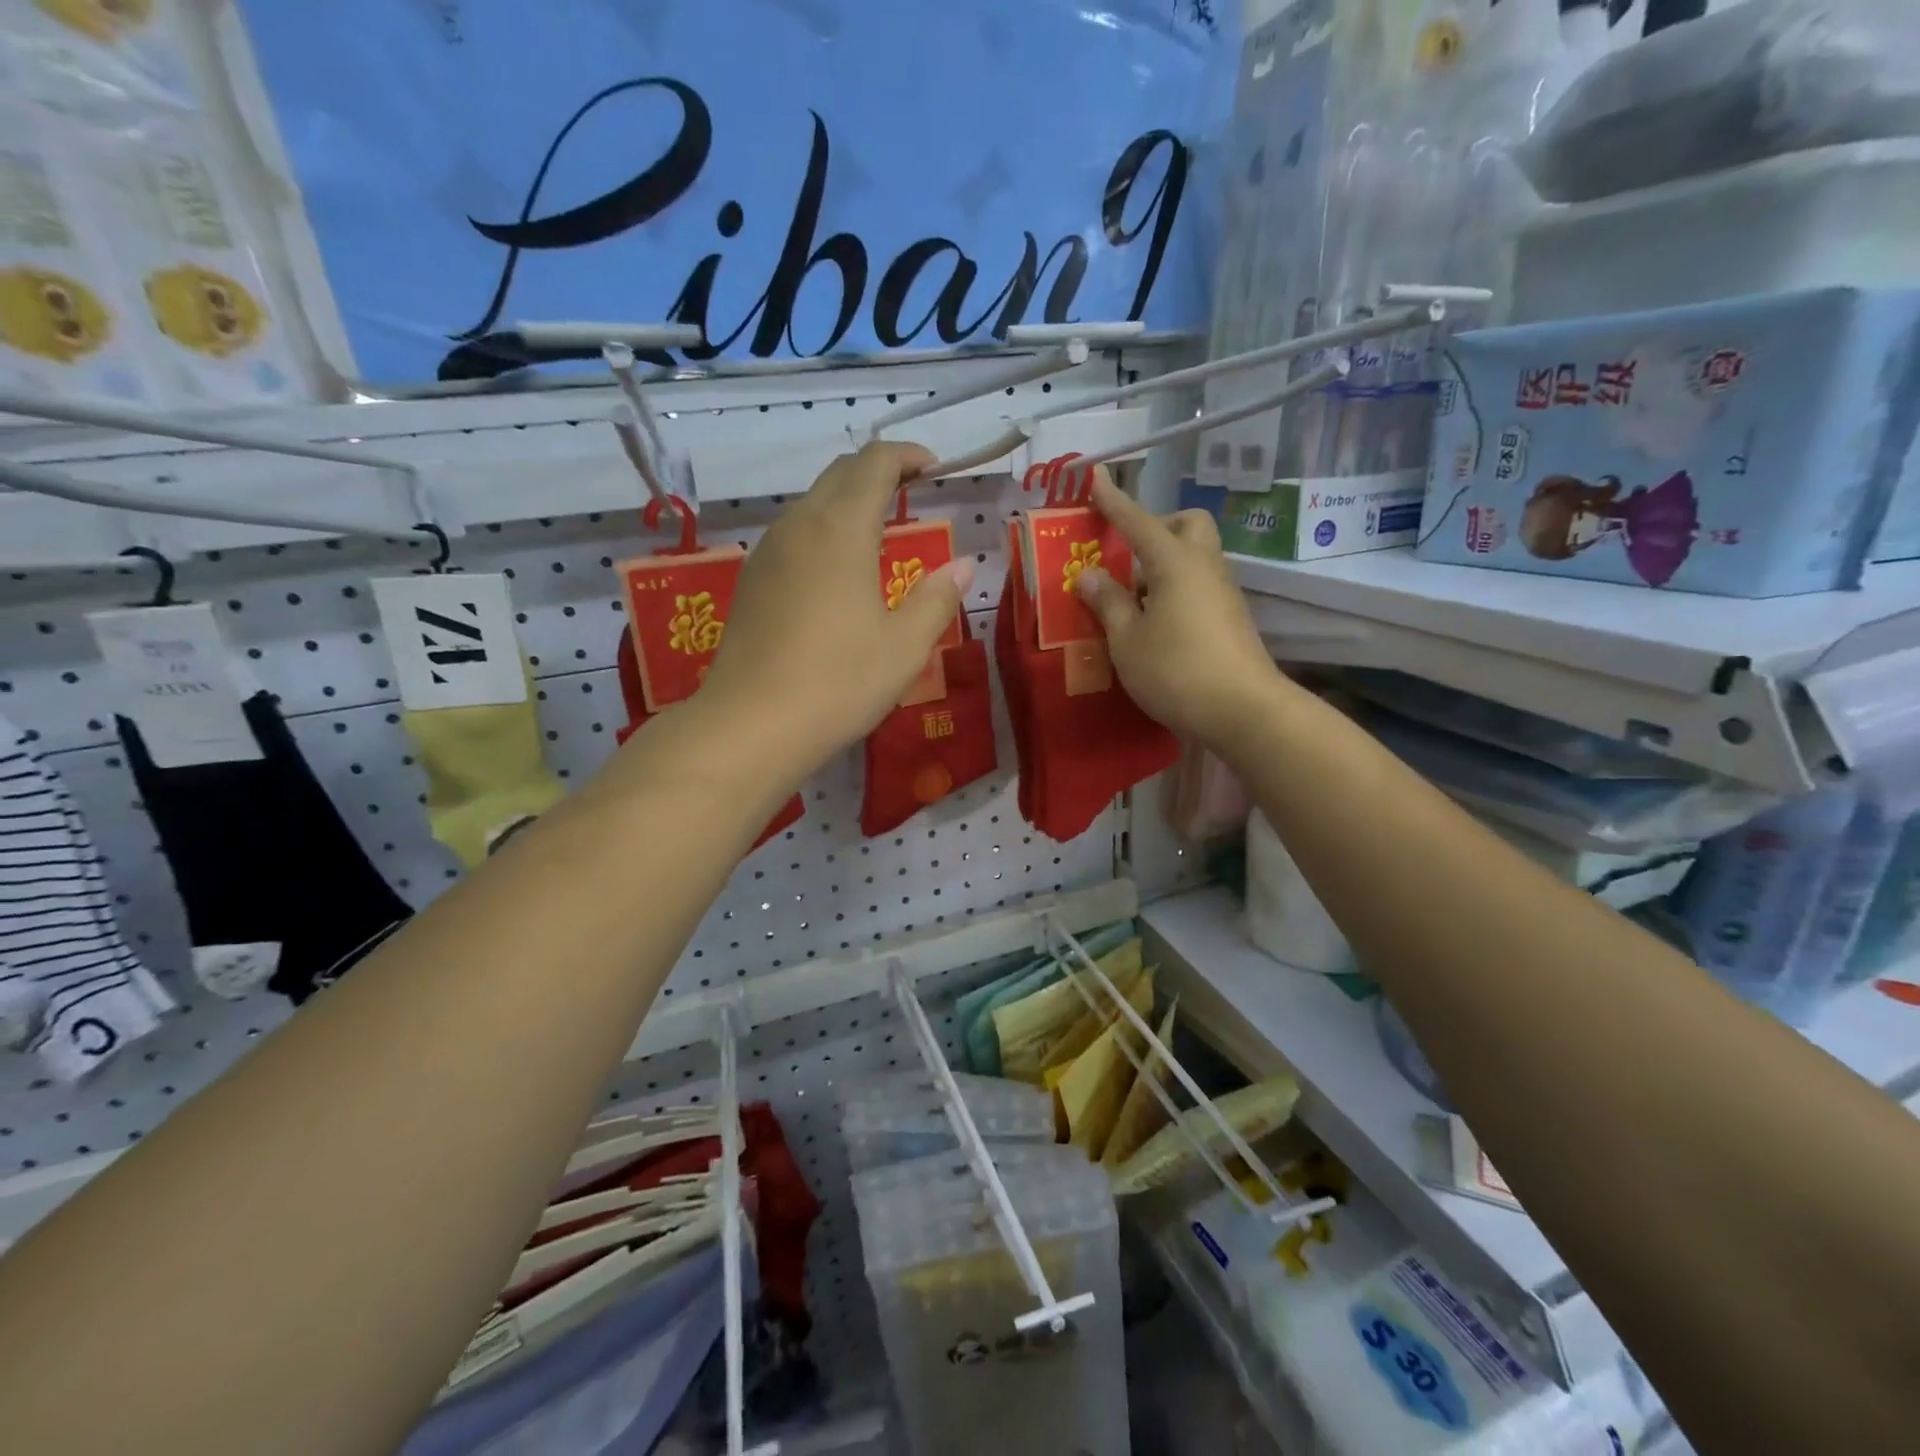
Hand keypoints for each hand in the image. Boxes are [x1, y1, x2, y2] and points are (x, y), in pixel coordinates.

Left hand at [701, 441, 974, 778]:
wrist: (752, 724)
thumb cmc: (838, 682)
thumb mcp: (904, 647)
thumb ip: (938, 599)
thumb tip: (964, 565)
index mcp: (841, 530)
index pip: (874, 464)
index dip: (907, 455)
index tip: (934, 468)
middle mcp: (799, 526)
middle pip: (839, 474)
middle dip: (878, 470)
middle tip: (912, 490)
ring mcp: (767, 552)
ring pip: (811, 502)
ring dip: (847, 500)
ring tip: (878, 528)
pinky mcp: (751, 580)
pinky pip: (792, 534)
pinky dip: (823, 529)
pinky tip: (836, 567)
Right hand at [1072, 475, 1281, 747]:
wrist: (1242, 710)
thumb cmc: (1175, 670)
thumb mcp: (1127, 640)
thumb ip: (1108, 603)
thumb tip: (1090, 574)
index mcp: (1175, 563)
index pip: (1138, 521)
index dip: (1114, 501)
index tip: (1095, 477)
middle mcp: (1204, 567)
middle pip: (1187, 525)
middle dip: (1157, 527)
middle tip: (1127, 557)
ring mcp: (1223, 593)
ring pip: (1194, 557)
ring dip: (1163, 565)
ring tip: (1131, 602)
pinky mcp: (1231, 618)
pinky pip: (1199, 586)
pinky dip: (1175, 591)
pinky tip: (1156, 625)